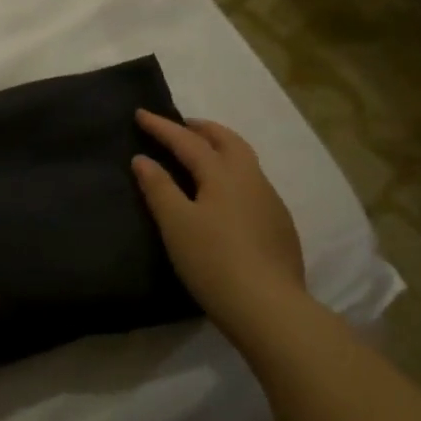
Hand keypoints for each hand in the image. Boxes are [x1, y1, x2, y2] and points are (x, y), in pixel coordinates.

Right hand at [132, 110, 307, 329]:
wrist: (268, 306)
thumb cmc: (213, 260)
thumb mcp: (176, 224)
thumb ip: (158, 188)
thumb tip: (143, 159)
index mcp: (223, 174)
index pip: (188, 141)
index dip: (162, 127)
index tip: (141, 113)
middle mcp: (251, 179)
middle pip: (227, 141)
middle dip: (202, 129)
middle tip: (180, 126)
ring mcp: (270, 201)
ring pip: (245, 161)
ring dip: (221, 149)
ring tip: (201, 155)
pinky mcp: (280, 225)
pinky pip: (253, 184)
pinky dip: (233, 174)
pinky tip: (225, 196)